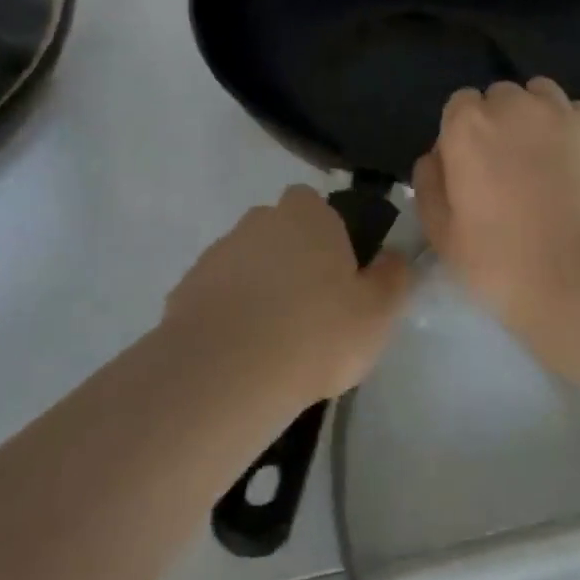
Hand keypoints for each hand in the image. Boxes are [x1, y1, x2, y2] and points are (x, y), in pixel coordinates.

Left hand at [164, 185, 414, 403]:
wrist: (225, 374)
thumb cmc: (316, 333)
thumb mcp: (378, 312)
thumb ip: (393, 277)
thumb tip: (393, 258)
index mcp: (307, 214)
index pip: (317, 205)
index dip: (329, 236)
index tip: (339, 276)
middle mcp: (259, 220)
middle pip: (281, 233)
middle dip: (292, 261)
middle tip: (311, 310)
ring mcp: (217, 253)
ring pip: (248, 264)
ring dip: (259, 289)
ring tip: (275, 342)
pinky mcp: (186, 290)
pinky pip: (219, 297)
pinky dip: (230, 316)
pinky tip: (242, 356)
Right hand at [413, 78, 579, 324]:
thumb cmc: (503, 263)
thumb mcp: (442, 235)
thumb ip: (430, 183)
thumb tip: (436, 156)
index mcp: (468, 126)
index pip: (460, 106)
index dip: (464, 135)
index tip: (472, 168)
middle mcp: (514, 105)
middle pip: (501, 98)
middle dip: (500, 123)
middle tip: (508, 168)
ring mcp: (563, 113)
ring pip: (541, 97)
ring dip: (536, 119)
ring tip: (545, 161)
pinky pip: (577, 115)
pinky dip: (571, 131)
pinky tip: (578, 168)